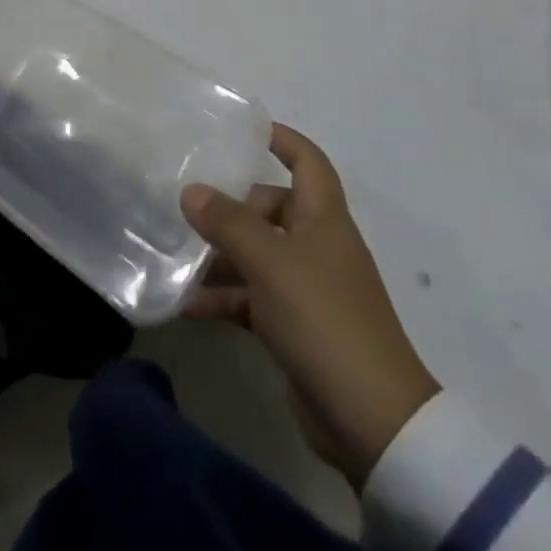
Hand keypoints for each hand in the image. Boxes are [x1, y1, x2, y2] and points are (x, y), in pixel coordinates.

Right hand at [181, 124, 440, 488]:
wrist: (372, 419)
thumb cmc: (323, 317)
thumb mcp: (270, 261)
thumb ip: (228, 223)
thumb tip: (192, 190)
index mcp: (323, 217)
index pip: (307, 161)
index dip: (281, 139)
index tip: (244, 130)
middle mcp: (317, 245)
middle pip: (273, 208)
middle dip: (233, 206)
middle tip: (189, 206)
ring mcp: (307, 288)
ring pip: (259, 255)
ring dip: (222, 255)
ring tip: (178, 255)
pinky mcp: (296, 328)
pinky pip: (254, 298)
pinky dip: (225, 298)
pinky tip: (188, 305)